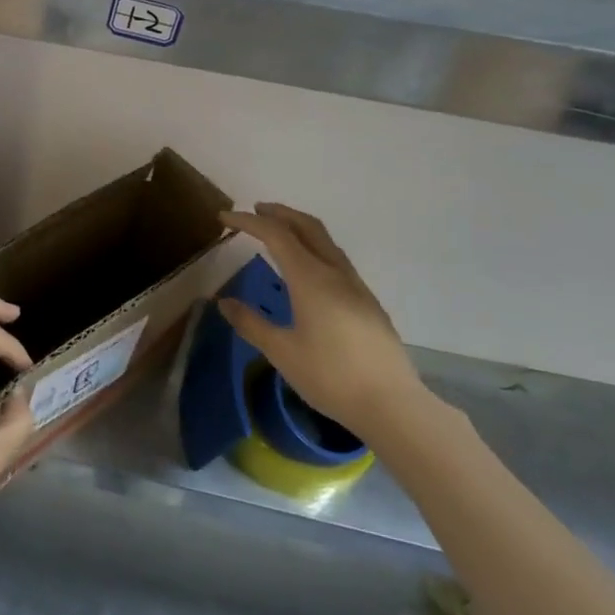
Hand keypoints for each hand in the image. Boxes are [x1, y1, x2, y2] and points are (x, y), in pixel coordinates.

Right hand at [218, 203, 424, 432]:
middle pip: (307, 227)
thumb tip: (224, 302)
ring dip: (299, 228)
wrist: (391, 404)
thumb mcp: (281, 352)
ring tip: (278, 233)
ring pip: (325, 241)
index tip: (224, 218)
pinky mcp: (367, 302)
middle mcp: (335, 273)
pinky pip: (336, 259)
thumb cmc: (330, 376)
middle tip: (255, 211)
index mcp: (311, 279)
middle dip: (279, 213)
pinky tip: (307, 269)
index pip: (276, 235)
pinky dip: (314, 248)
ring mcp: (356, 286)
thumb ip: (251, 323)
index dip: (248, 222)